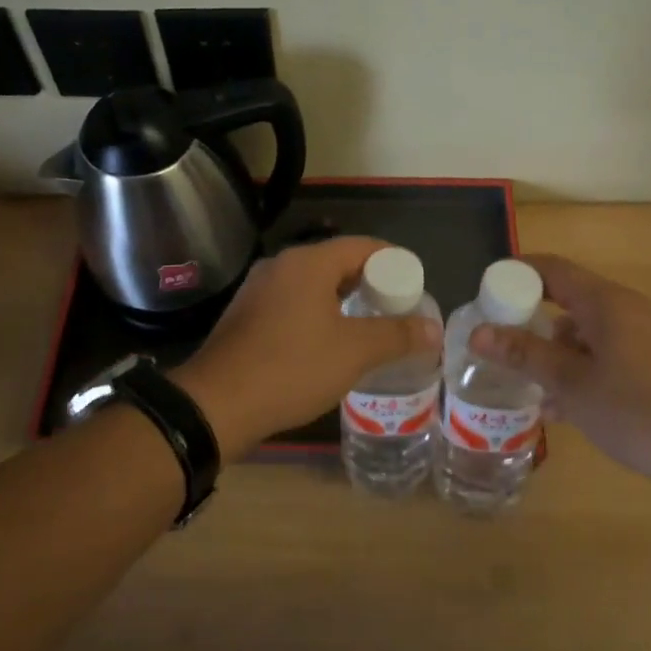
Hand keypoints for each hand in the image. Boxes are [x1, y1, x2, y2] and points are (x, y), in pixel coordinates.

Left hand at [175, 237, 442, 463]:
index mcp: (307, 262)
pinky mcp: (246, 315)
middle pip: (336, 262)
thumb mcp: (353, 352)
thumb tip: (433, 328)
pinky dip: (317, 313)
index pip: (362, 245)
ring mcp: (258, 290)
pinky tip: (327, 342)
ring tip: (368, 326)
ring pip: (313, 285)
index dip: (393, 261)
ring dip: (342, 300)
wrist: (216, 404)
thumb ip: (397, 335)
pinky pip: (292, 303)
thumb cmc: (291, 367)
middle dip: (369, 283)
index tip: (414, 284)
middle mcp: (281, 266)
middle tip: (395, 308)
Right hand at [467, 254, 650, 488]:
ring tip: (528, 387)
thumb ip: (525, 354)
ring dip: (554, 353)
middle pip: (566, 300)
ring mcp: (642, 336)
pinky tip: (561, 408)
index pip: (553, 269)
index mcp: (606, 302)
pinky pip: (603, 353)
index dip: (516, 275)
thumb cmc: (636, 411)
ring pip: (584, 332)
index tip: (486, 295)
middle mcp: (625, 309)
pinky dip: (579, 369)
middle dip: (530, 322)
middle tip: (499, 346)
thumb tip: (478, 332)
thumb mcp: (571, 384)